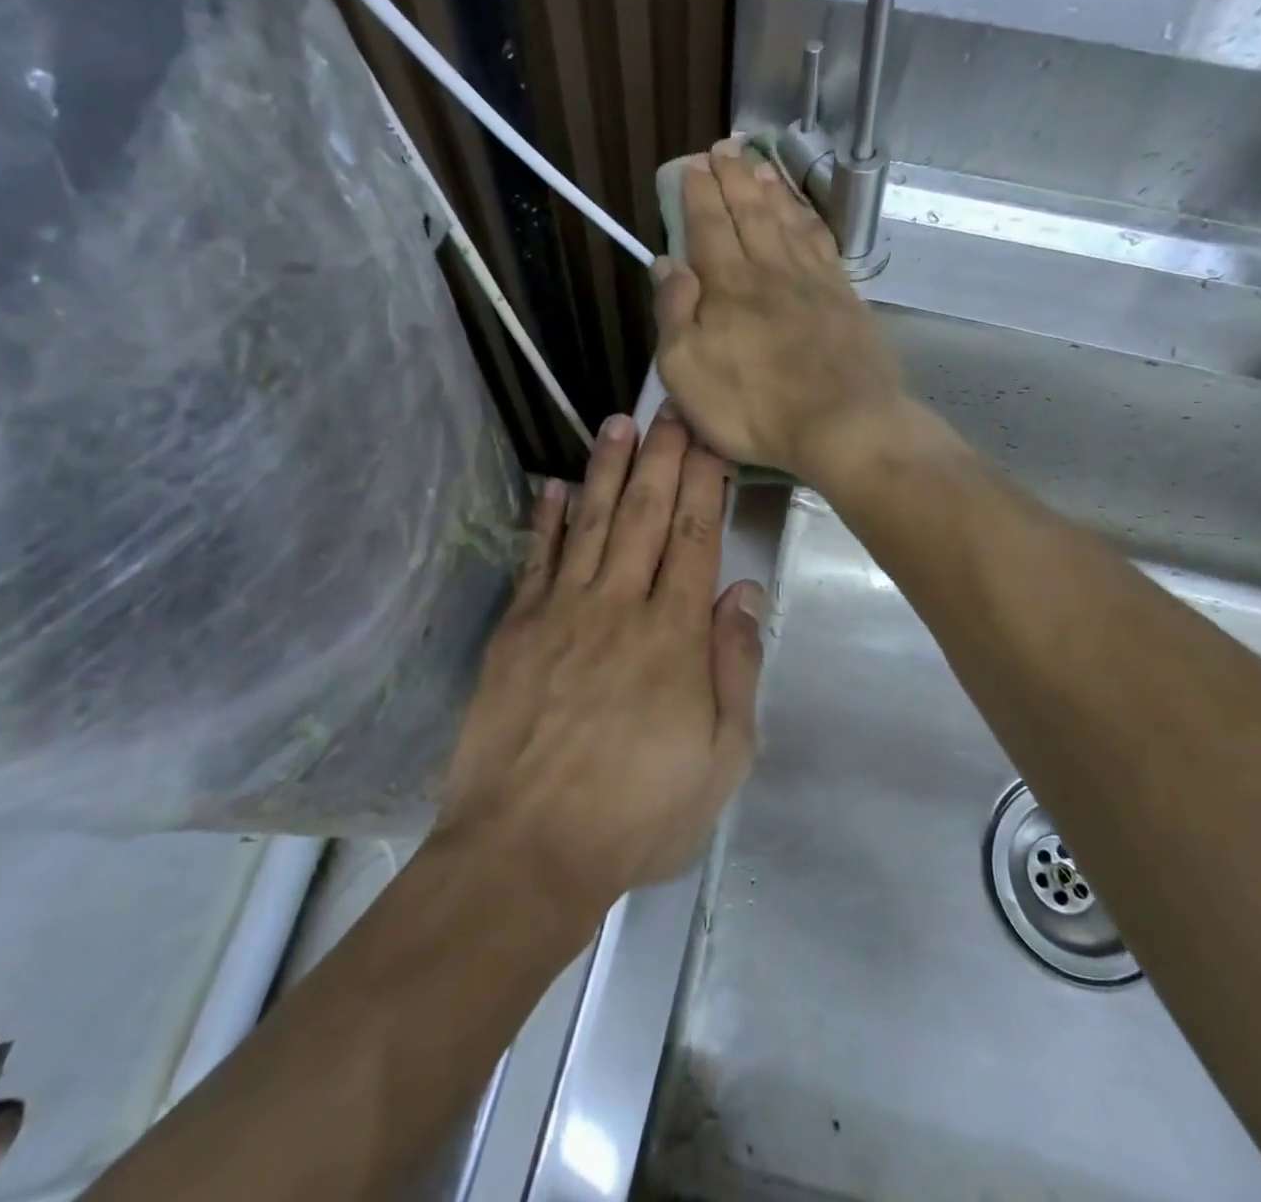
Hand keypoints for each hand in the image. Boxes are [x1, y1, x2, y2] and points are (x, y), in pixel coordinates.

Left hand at [435, 409, 764, 917]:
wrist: (525, 852)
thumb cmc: (637, 814)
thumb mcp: (722, 759)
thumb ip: (736, 667)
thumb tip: (743, 591)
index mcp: (674, 637)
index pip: (696, 539)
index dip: (705, 484)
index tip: (711, 439)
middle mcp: (618, 607)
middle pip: (646, 516)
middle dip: (662, 458)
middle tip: (670, 408)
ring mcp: (561, 612)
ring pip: (592, 523)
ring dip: (608, 470)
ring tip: (618, 424)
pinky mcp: (517, 629)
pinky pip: (536, 559)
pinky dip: (546, 519)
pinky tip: (553, 485)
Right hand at [655, 138, 906, 483]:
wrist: (842, 424)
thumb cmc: (752, 407)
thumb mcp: (686, 370)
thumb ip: (674, 312)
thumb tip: (666, 262)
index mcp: (728, 284)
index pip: (708, 225)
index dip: (699, 193)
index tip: (693, 165)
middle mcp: (770, 269)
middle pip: (749, 212)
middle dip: (734, 177)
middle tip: (725, 148)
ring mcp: (813, 281)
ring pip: (787, 220)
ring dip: (771, 189)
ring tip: (761, 163)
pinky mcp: (844, 298)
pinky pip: (822, 243)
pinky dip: (809, 220)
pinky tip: (804, 213)